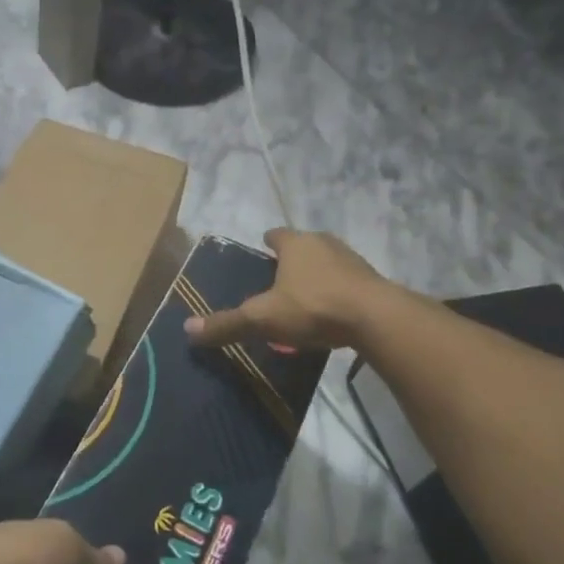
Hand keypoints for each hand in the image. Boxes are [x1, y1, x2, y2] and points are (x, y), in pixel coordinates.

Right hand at [184, 227, 388, 350]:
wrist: (376, 318)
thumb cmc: (313, 307)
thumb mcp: (262, 318)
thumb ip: (227, 323)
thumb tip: (187, 329)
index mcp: (295, 243)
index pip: (275, 235)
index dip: (267, 244)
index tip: (261, 255)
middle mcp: (323, 243)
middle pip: (303, 247)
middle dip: (291, 261)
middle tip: (278, 283)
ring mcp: (352, 260)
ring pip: (327, 263)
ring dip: (316, 277)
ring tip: (303, 301)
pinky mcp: (372, 281)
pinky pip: (347, 283)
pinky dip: (336, 293)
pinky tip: (330, 315)